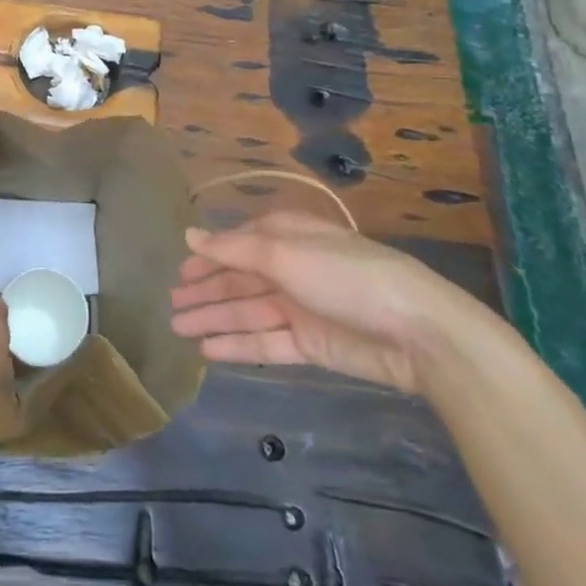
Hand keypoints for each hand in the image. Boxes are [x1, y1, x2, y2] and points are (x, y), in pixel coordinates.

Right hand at [169, 211, 480, 394]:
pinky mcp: (311, 344)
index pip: (237, 244)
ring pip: (246, 312)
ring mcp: (300, 307)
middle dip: (205, 291)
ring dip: (213, 319)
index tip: (178, 272)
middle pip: (238, 280)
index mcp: (287, 237)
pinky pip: (265, 342)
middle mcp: (290, 269)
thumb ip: (233, 250)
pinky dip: (237, 345)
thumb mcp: (285, 254)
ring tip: (177, 329)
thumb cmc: (346, 276)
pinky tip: (208, 350)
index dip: (207, 257)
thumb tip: (189, 235)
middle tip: (170, 305)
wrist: (416, 332)